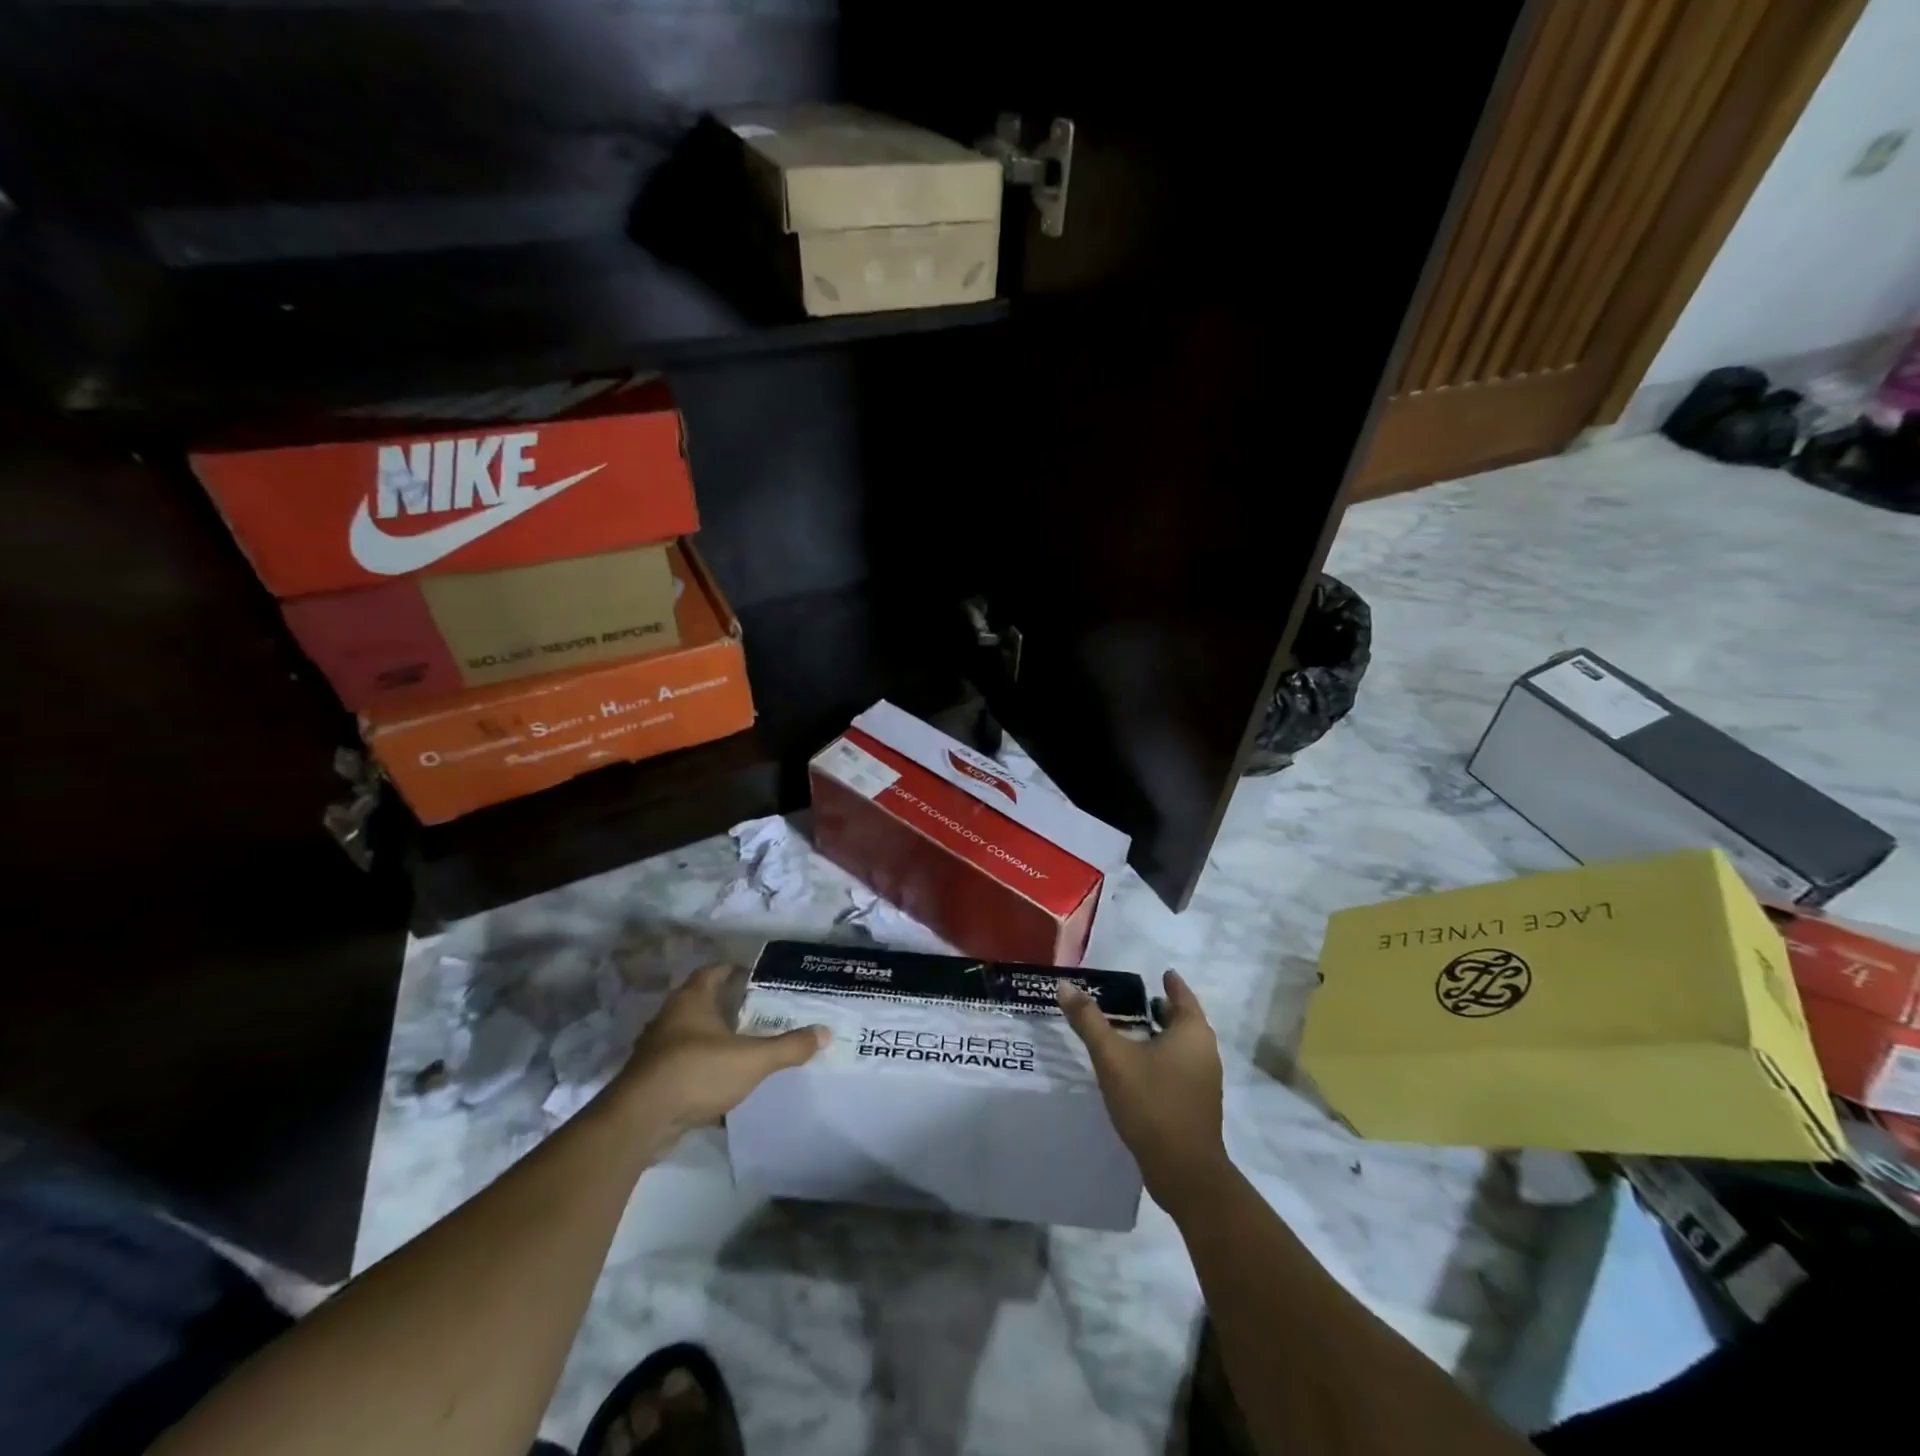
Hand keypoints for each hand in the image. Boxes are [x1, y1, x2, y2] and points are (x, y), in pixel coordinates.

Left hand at [612, 964, 827, 1143]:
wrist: (639, 1121)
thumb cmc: (697, 1072)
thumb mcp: (753, 1059)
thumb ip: (789, 1047)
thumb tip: (825, 1032)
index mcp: (691, 1000)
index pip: (713, 971)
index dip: (734, 970)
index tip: (756, 976)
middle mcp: (670, 1018)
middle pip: (700, 1001)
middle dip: (726, 1005)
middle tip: (757, 1011)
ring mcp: (656, 1050)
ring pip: (689, 1035)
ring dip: (712, 1038)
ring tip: (742, 1045)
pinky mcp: (651, 1080)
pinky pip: (681, 1065)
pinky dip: (700, 1068)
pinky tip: (720, 1081)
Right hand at [1059, 969, 1230, 1217]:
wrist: (1184, 1172)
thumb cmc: (1151, 1103)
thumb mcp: (1113, 1057)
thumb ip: (1088, 1021)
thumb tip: (1064, 985)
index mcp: (1192, 1032)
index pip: (1182, 996)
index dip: (1171, 983)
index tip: (1161, 972)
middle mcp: (1205, 1051)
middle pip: (1184, 1021)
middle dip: (1163, 1009)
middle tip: (1136, 999)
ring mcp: (1204, 1081)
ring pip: (1182, 1047)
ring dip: (1161, 1035)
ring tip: (1132, 1030)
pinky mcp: (1197, 1104)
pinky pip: (1179, 1068)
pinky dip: (1162, 1058)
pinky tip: (1138, 1066)